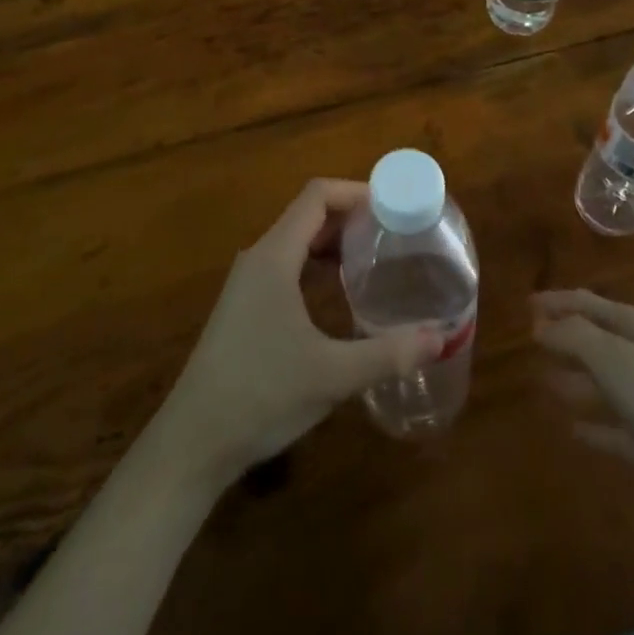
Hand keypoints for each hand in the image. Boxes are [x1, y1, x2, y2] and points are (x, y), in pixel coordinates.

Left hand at [152, 180, 443, 488]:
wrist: (192, 443)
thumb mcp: (332, 375)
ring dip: (332, 240)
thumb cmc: (261, 395)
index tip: (393, 206)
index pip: (316, 196)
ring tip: (373, 256)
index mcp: (275, 256)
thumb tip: (441, 338)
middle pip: (307, 214)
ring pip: (295, 240)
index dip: (355, 191)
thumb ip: (388, 354)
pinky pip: (285, 264)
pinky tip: (337, 291)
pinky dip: (315, 263)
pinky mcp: (244, 307)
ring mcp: (247, 283)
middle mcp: (258, 258)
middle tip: (393, 232)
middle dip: (350, 215)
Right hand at [532, 289, 633, 484]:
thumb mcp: (613, 359)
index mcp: (633, 327)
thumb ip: (575, 337)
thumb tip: (542, 325)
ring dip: (575, 380)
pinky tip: (574, 431)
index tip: (526, 305)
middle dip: (565, 338)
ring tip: (544, 382)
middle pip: (595, 339)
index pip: (586, 303)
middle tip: (530, 341)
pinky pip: (617, 427)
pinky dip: (596, 426)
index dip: (556, 301)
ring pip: (604, 382)